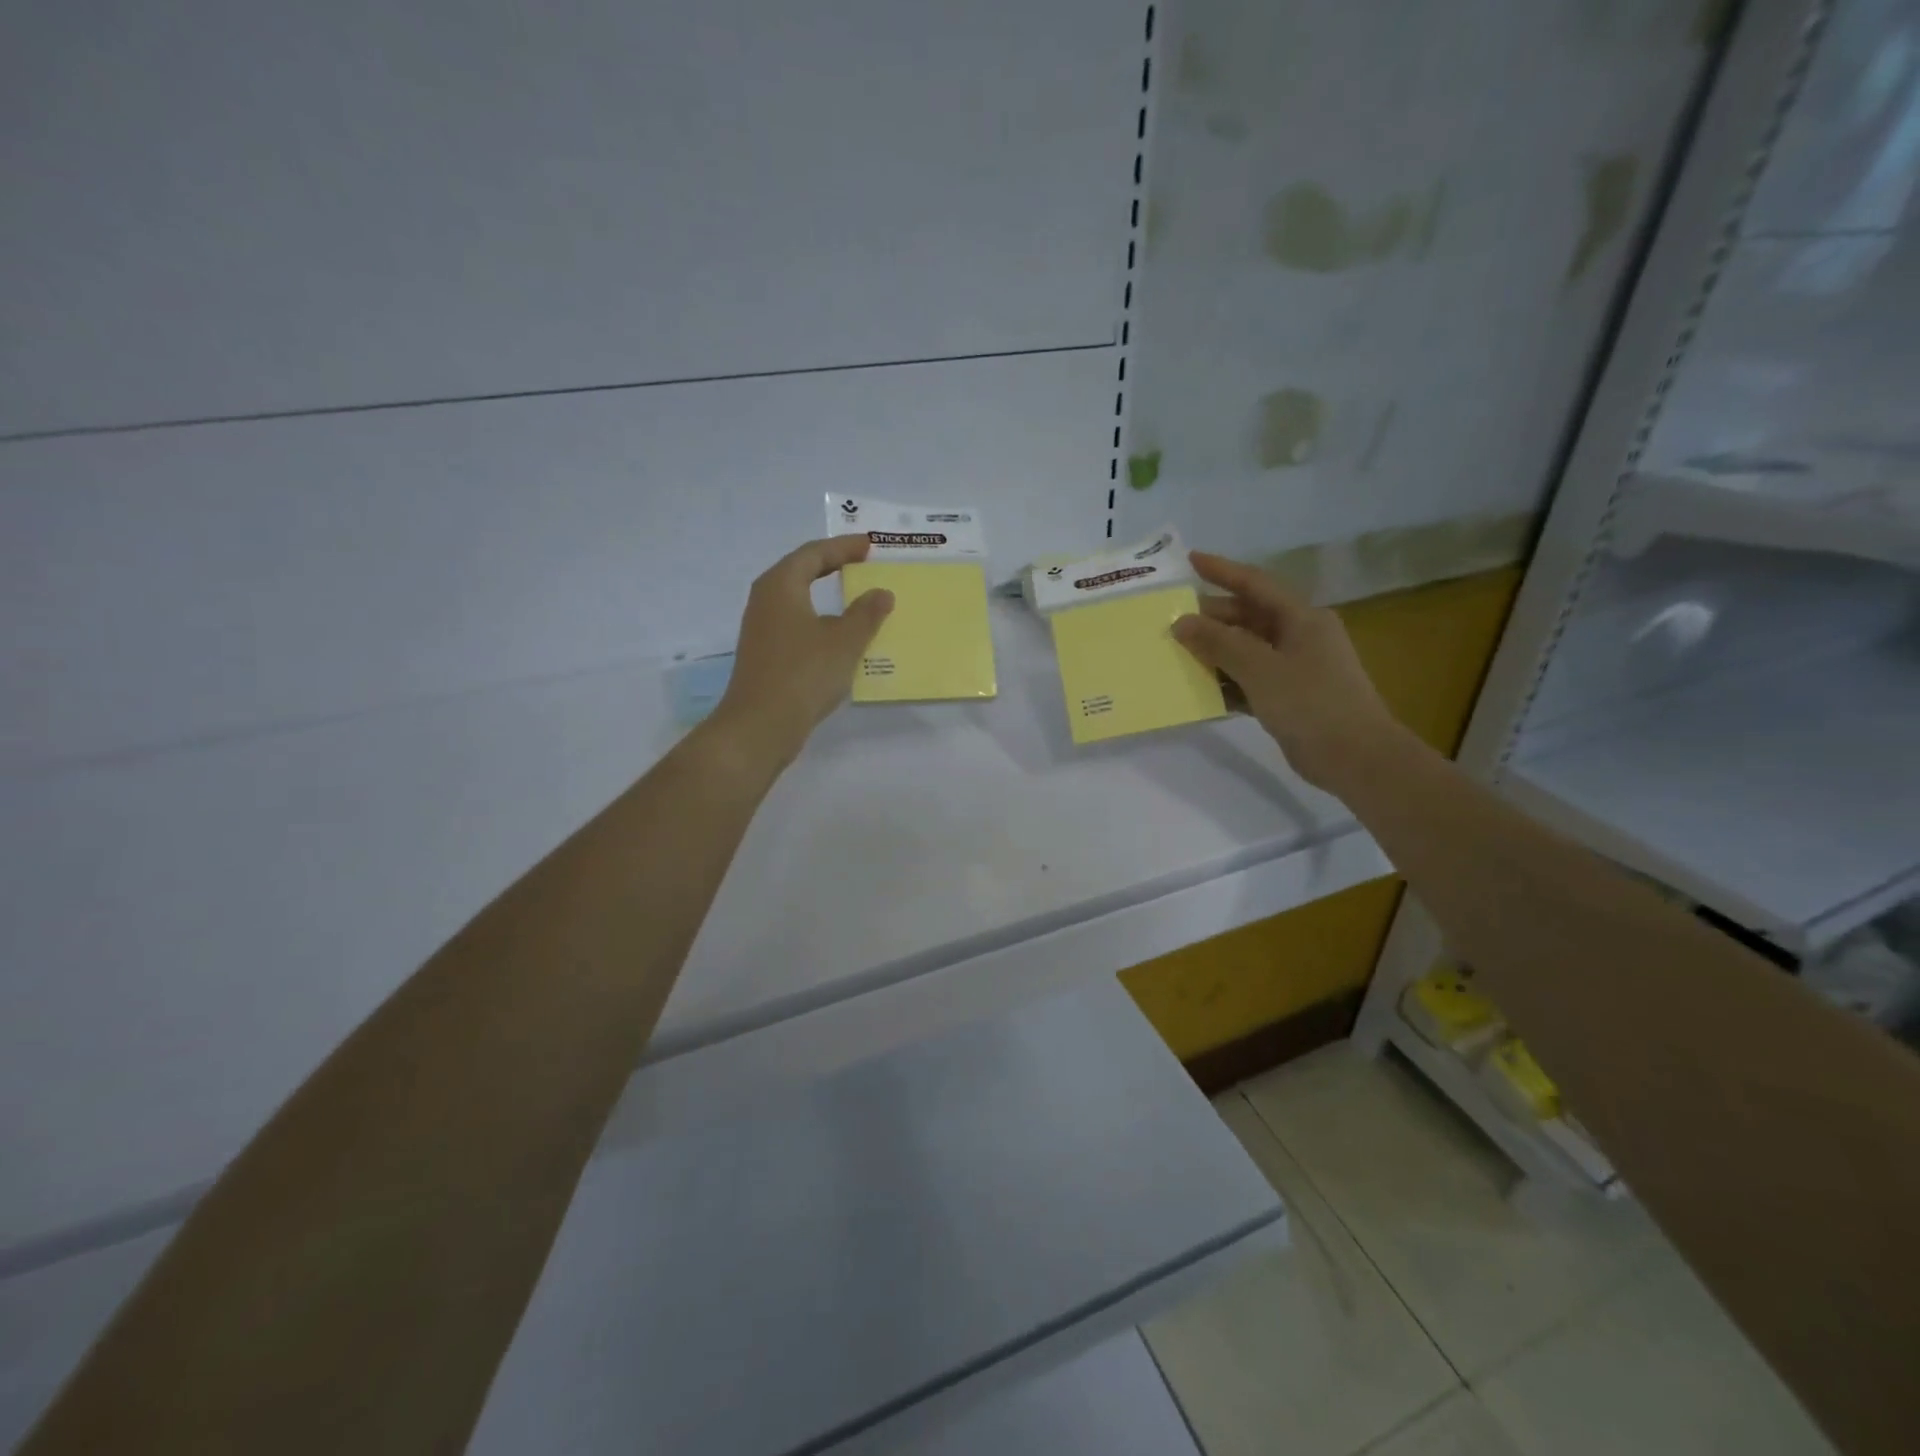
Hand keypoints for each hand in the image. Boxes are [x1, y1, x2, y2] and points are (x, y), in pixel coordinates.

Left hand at [711, 535, 894, 767]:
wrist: (760, 725)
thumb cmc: (803, 674)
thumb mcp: (844, 641)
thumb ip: (866, 614)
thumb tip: (881, 593)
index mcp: (781, 585)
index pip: (813, 553)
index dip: (843, 547)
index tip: (868, 545)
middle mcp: (765, 600)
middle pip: (800, 571)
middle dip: (832, 565)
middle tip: (861, 562)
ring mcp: (762, 629)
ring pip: (798, 600)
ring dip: (826, 596)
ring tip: (855, 598)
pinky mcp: (765, 655)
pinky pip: (796, 624)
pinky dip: (819, 621)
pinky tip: (838, 636)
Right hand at [1172, 552, 1405, 791]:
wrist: (1356, 758)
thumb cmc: (1310, 703)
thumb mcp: (1260, 668)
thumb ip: (1219, 643)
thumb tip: (1182, 622)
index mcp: (1301, 618)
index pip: (1255, 584)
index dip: (1222, 570)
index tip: (1189, 560)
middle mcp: (1299, 636)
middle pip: (1247, 618)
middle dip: (1210, 619)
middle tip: (1170, 621)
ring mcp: (1296, 668)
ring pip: (1246, 650)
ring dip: (1214, 652)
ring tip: (1176, 655)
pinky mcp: (1289, 697)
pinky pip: (1250, 680)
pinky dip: (1226, 682)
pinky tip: (1199, 691)